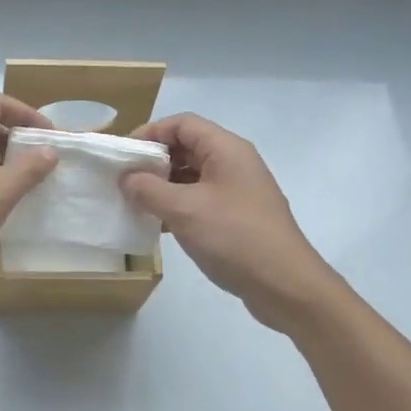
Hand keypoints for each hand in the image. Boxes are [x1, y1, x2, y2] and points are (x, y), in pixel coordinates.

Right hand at [120, 113, 337, 331]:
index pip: (182, 124)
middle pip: (187, 147)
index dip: (150, 132)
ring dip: (163, 186)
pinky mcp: (237, 216)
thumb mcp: (184, 210)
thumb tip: (126, 177)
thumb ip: (148, 189)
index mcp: (226, 149)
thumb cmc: (234, 237)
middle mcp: (234, 163)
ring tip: (136, 203)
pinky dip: (177, 205)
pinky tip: (158, 224)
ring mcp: (238, 191)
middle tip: (125, 180)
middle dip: (154, 161)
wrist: (286, 286)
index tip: (124, 155)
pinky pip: (201, 199)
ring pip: (192, 176)